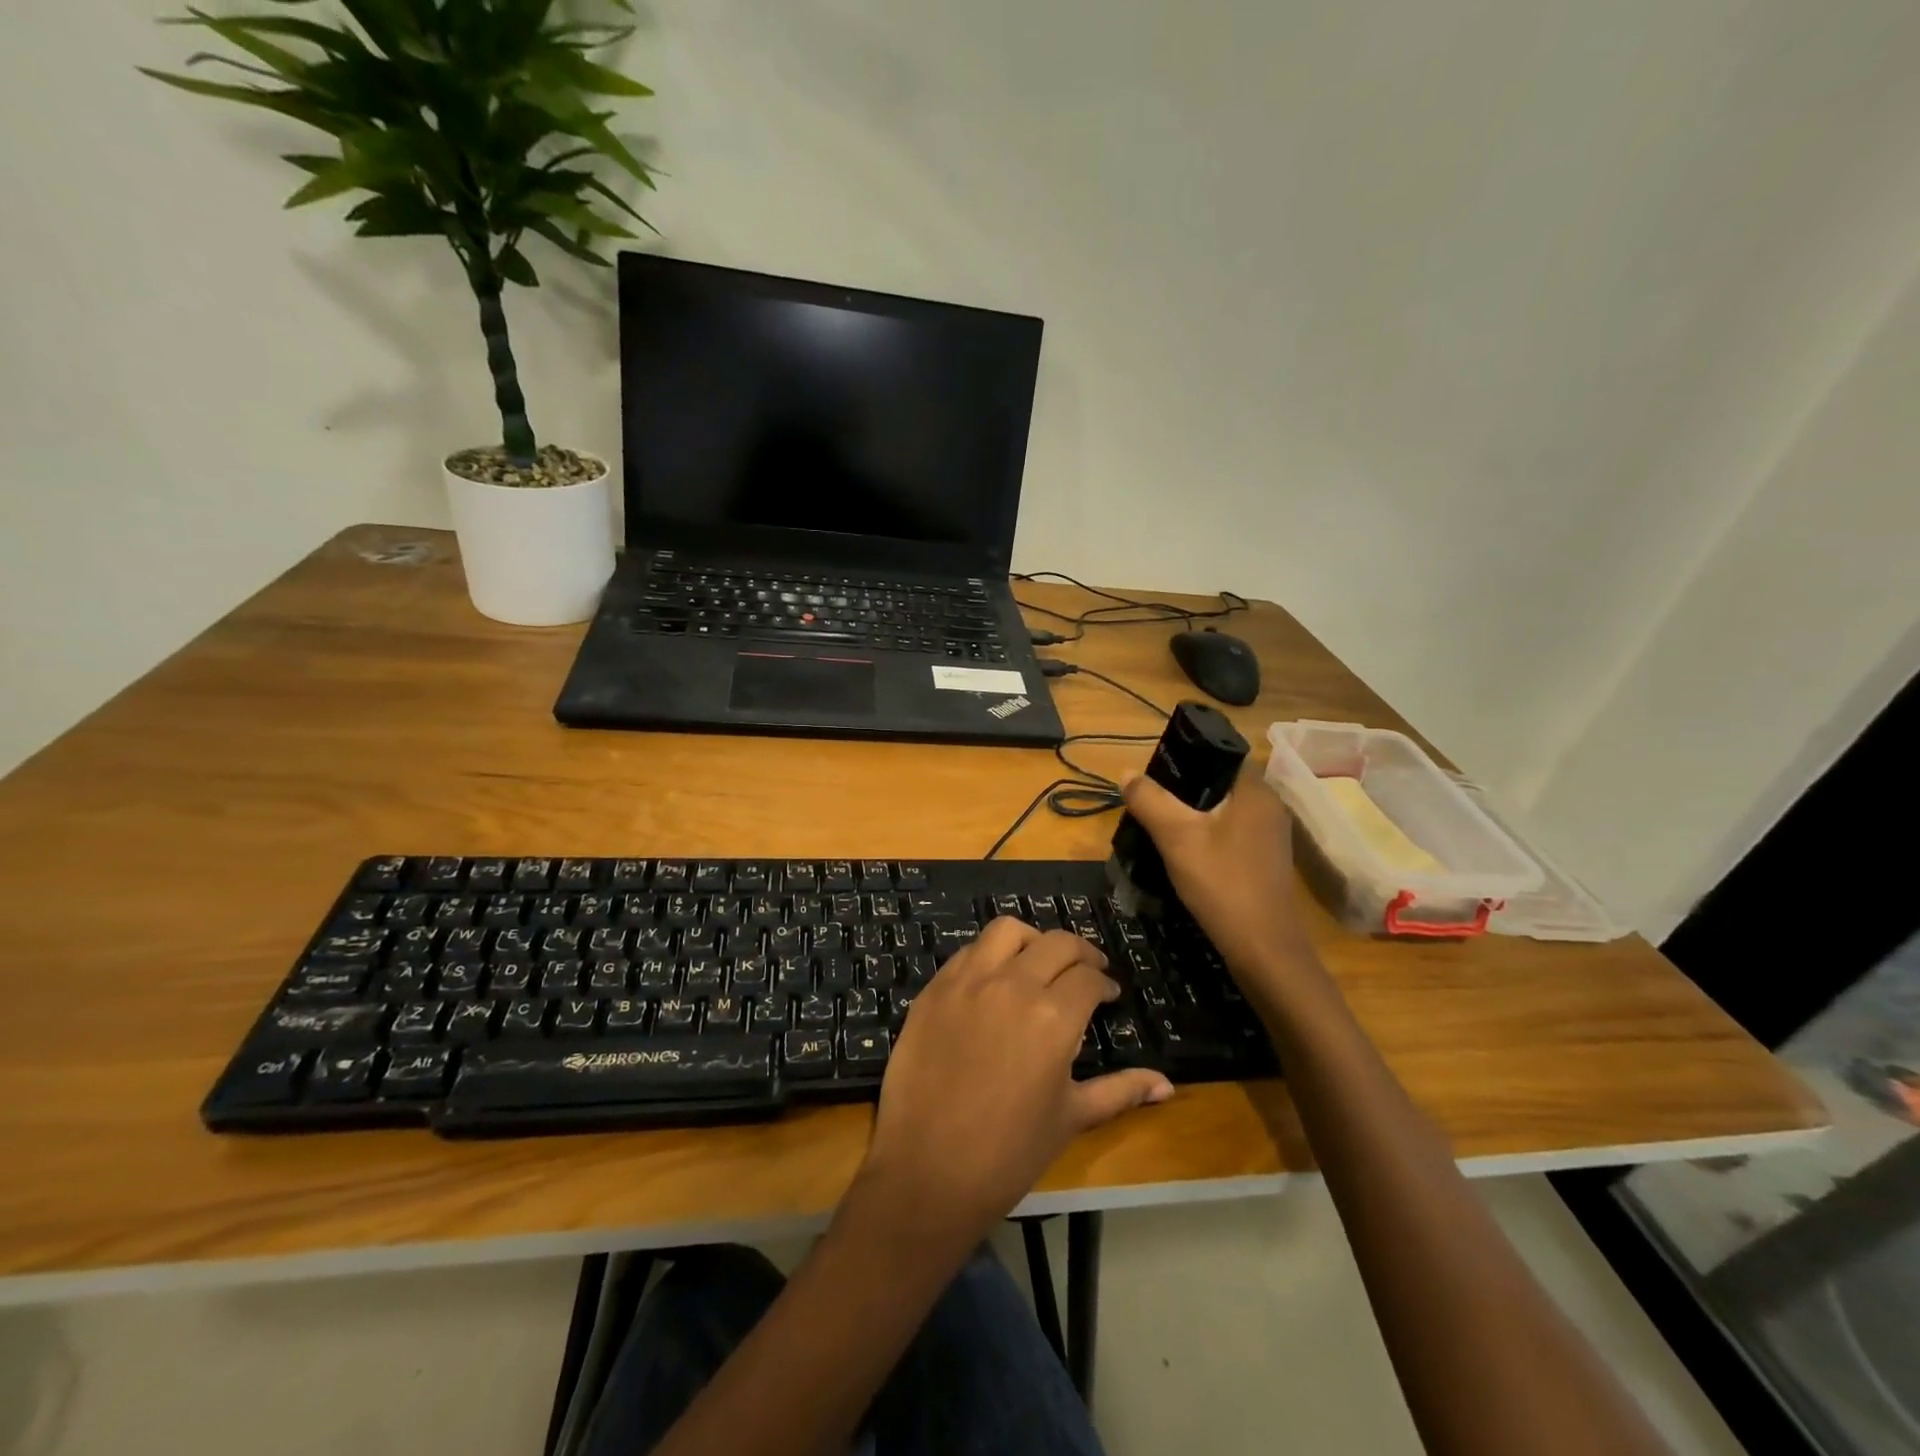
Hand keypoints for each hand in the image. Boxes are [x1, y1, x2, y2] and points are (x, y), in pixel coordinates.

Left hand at [857, 918, 1173, 1246]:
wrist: (928, 1171)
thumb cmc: (1009, 1153)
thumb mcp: (1071, 1118)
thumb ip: (1120, 1091)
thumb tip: (1166, 1085)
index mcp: (1053, 1017)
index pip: (1089, 978)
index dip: (1104, 983)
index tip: (1107, 994)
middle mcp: (1012, 985)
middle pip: (1056, 943)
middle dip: (1080, 953)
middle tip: (1087, 971)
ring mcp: (967, 982)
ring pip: (1007, 931)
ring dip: (1032, 940)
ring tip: (1039, 962)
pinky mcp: (934, 989)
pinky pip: (968, 952)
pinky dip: (989, 955)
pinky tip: (996, 979)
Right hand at [1121, 765, 1314, 987]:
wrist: (1263, 950)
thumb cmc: (1222, 884)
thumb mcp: (1176, 838)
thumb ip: (1150, 800)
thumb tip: (1127, 773)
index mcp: (1255, 791)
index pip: (1220, 755)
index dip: (1186, 757)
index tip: (1155, 773)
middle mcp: (1269, 807)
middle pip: (1219, 784)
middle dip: (1183, 790)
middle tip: (1149, 802)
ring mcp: (1270, 837)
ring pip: (1223, 812)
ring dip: (1192, 816)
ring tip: (1159, 826)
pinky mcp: (1265, 861)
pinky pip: (1230, 834)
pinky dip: (1206, 837)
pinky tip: (1183, 853)